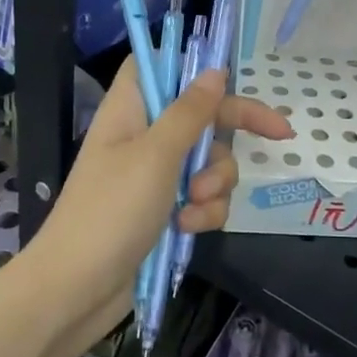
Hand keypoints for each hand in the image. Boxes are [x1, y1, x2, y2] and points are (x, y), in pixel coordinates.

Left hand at [36, 58, 291, 345]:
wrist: (77, 291)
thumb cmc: (111, 211)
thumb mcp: (156, 155)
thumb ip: (190, 112)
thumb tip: (215, 71)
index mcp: (132, 109)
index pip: (159, 65)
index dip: (190, 65)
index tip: (228, 77)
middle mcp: (145, 136)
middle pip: (202, 114)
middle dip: (232, 130)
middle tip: (279, 134)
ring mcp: (155, 176)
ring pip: (209, 161)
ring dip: (215, 182)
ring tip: (195, 204)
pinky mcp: (165, 211)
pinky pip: (203, 198)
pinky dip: (204, 212)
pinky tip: (188, 228)